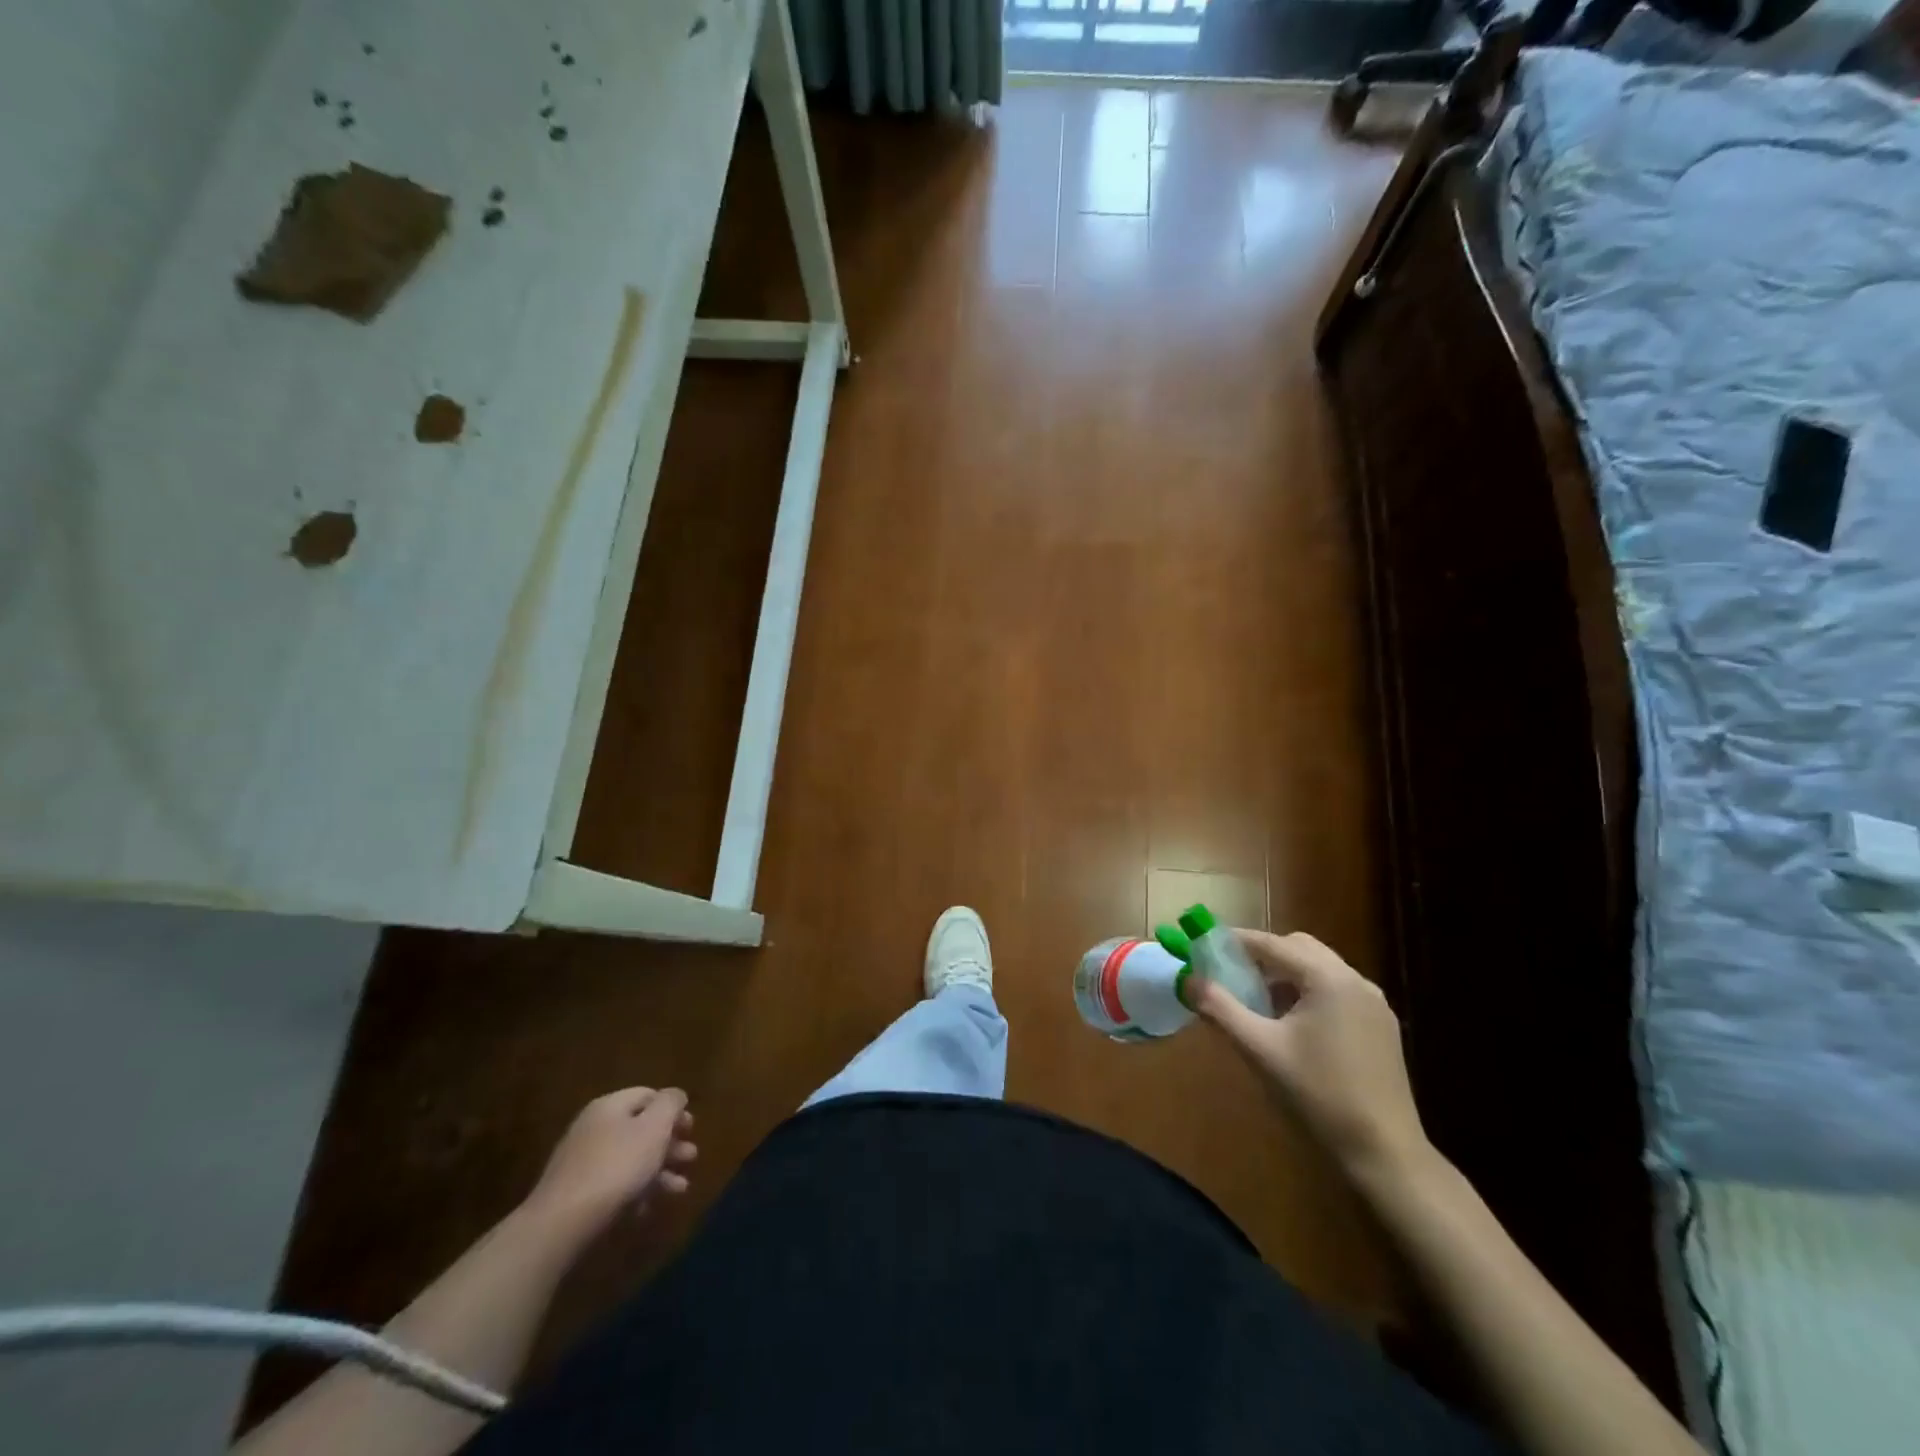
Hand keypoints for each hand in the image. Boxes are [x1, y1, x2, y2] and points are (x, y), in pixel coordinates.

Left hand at [524, 1088, 697, 1236]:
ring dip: (658, 1171)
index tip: (692, 1128)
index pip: (648, 1095)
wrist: (561, 1224)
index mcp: (610, 1106)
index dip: (673, 1108)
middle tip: (691, 1158)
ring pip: (629, 1159)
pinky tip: (646, 1209)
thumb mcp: (654, 1127)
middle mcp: (593, 1128)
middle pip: (640, 1128)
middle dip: (669, 1143)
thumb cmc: (617, 1167)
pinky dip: (634, 1192)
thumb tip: (675, 1095)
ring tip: (680, 1189)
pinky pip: (612, 1185)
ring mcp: (581, 1162)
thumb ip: (670, 1104)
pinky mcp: (575, 1194)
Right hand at [1194, 931, 1426, 1181]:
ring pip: (1321, 969)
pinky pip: (1337, 991)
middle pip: (1300, 948)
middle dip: (1263, 955)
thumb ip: (1220, 1008)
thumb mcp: (1260, 1049)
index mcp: (1328, 979)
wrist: (1383, 1152)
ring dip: (1287, 974)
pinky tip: (1292, 1023)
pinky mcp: (1381, 1027)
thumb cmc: (1318, 1094)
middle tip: (1232, 972)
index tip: (1206, 945)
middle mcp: (1356, 981)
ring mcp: (1374, 1004)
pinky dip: (1309, 992)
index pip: (1273, 944)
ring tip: (1257, 1000)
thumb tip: (1188, 980)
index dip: (1236, 941)